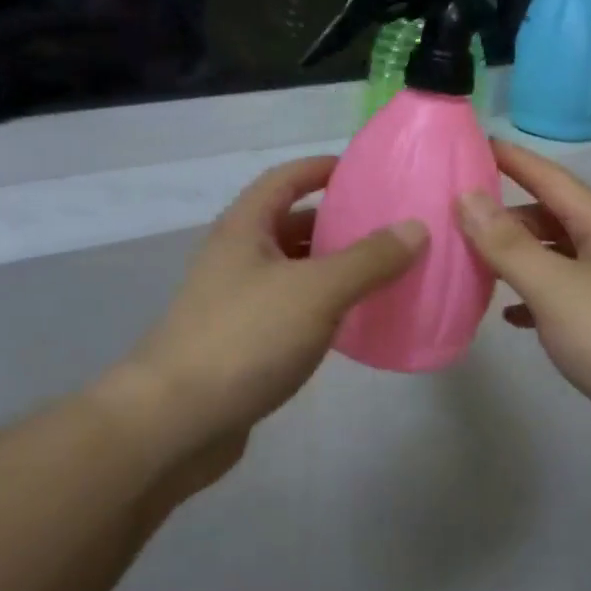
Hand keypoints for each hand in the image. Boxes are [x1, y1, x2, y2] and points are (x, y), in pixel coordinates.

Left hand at [111, 156, 426, 494]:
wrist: (175, 422)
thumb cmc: (245, 339)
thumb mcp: (316, 291)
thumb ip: (368, 259)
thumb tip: (415, 227)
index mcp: (244, 229)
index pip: (284, 179)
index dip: (322, 169)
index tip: (365, 172)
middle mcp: (235, 258)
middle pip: (289, 224)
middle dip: (336, 222)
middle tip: (388, 227)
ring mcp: (234, 303)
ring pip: (291, 271)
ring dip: (331, 268)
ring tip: (381, 272)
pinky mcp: (240, 344)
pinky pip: (289, 311)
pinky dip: (320, 308)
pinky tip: (351, 323)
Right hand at [455, 140, 590, 452]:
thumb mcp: (555, 286)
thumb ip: (508, 243)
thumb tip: (468, 196)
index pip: (551, 178)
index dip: (513, 159)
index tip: (474, 143)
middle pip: (552, 217)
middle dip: (507, 213)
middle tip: (458, 215)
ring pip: (555, 259)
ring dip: (517, 257)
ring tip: (473, 261)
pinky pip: (562, 299)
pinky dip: (533, 299)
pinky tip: (510, 315)